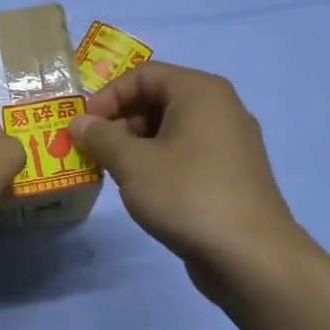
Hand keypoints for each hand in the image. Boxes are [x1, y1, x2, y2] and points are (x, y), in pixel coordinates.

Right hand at [70, 62, 305, 291]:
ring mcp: (230, 142)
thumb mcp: (132, 164)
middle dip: (119, 122)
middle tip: (93, 151)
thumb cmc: (187, 195)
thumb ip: (101, 137)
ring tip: (113, 172)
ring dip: (135, 145)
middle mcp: (220, 108)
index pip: (144, 74)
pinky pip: (186, 153)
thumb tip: (79, 123)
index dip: (107, 96)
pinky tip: (143, 190)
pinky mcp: (231, 174)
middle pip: (158, 99)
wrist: (249, 254)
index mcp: (200, 92)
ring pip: (171, 129)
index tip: (83, 128)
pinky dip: (158, 162)